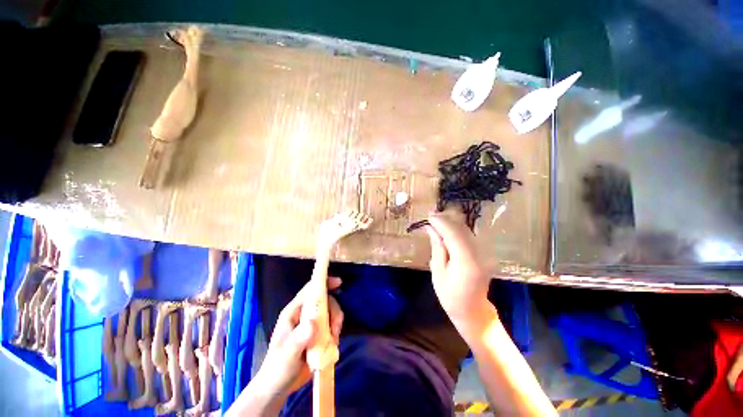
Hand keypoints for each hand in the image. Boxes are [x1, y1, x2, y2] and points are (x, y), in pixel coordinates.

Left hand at [254, 277, 343, 400]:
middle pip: (325, 300)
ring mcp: (312, 324)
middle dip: (334, 311)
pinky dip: (335, 332)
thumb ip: (298, 339)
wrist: (279, 387)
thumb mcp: (287, 355)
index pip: (310, 290)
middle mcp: (304, 314)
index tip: (339, 282)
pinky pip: (332, 326)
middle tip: (336, 328)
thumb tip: (313, 323)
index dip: (324, 282)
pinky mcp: (319, 334)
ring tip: (334, 339)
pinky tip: (332, 344)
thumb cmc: (278, 369)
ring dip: (336, 323)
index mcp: (293, 312)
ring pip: (330, 313)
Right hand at [425, 212, 491, 323]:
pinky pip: (469, 236)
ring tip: (436, 221)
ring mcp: (484, 253)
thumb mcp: (438, 273)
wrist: (473, 311)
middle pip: (461, 229)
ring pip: (466, 230)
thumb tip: (430, 228)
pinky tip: (446, 230)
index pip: (453, 234)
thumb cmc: (450, 296)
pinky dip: (457, 230)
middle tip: (430, 216)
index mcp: (466, 262)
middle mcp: (479, 254)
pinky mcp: (484, 253)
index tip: (428, 216)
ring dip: (451, 223)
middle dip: (445, 220)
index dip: (441, 222)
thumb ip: (437, 248)